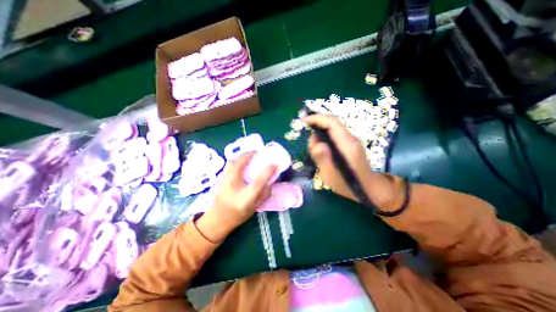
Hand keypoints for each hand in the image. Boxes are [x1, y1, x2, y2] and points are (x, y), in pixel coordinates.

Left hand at [196, 152, 275, 242]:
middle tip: (257, 153)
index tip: (275, 164)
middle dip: (249, 155)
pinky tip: (240, 163)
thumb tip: (271, 182)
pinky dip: (236, 161)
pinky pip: (228, 165)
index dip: (267, 172)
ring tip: (248, 156)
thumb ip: (264, 194)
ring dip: (241, 157)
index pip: (258, 183)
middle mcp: (233, 188)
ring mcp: (224, 182)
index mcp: (245, 198)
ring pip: (231, 162)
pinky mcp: (220, 179)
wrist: (218, 219)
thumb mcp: (255, 207)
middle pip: (239, 165)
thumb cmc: (238, 215)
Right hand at [303, 113, 368, 199]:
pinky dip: (325, 139)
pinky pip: (335, 136)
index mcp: (346, 144)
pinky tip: (323, 152)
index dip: (317, 118)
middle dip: (316, 129)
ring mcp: (351, 141)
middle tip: (310, 146)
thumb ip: (322, 158)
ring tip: (315, 152)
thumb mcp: (330, 175)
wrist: (369, 188)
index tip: (304, 121)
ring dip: (320, 136)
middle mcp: (350, 139)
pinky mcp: (350, 144)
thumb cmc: (348, 185)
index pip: (331, 122)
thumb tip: (315, 142)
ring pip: (332, 130)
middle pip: (331, 124)